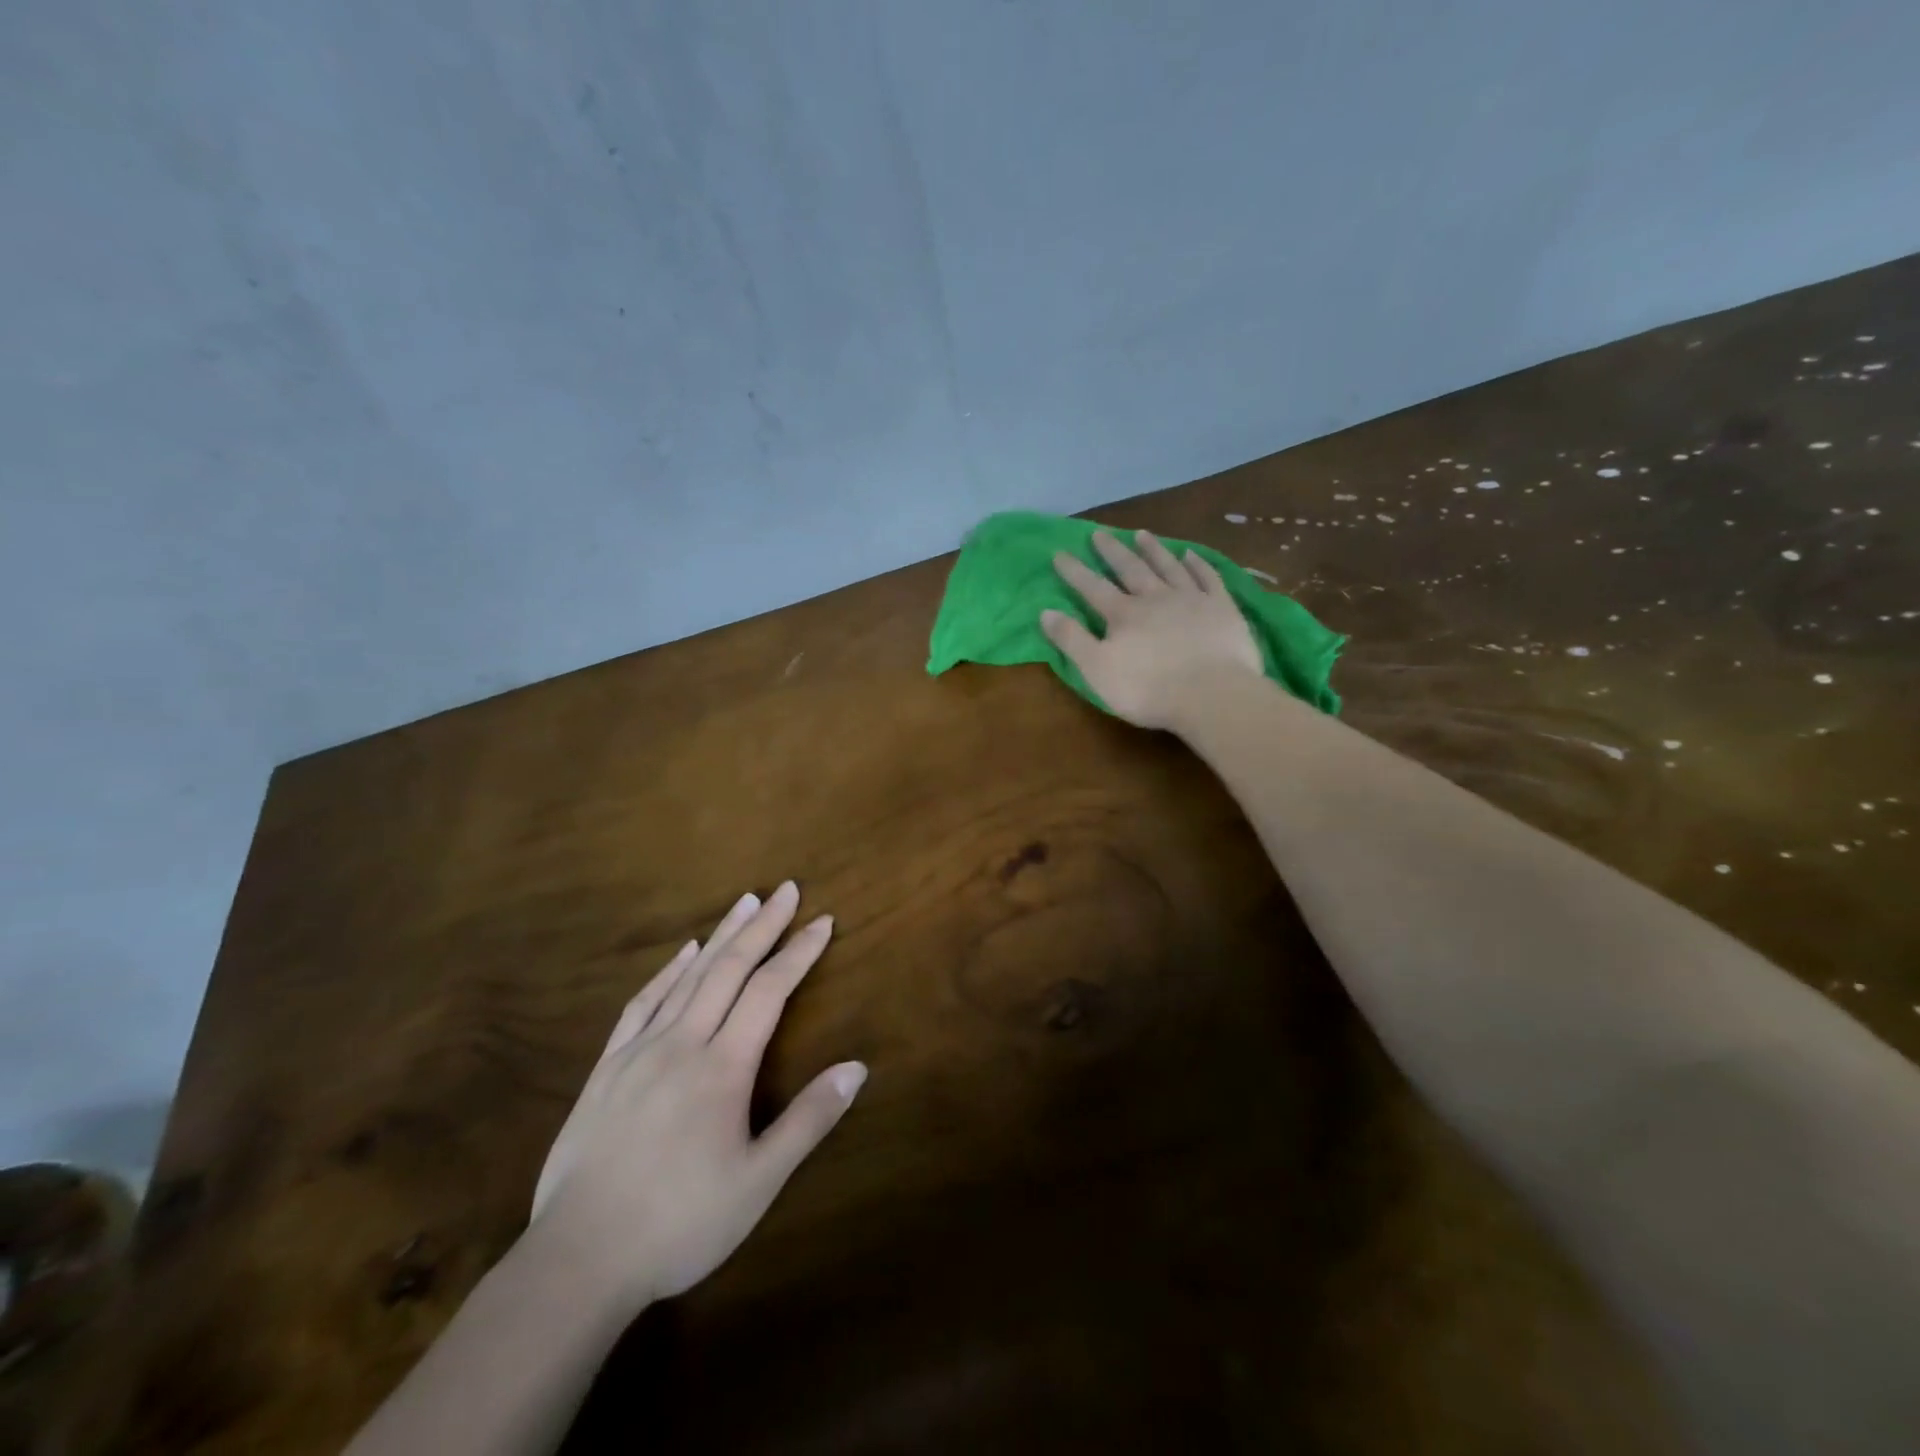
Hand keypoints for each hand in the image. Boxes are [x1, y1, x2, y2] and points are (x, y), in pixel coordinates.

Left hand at [529, 882, 864, 1308]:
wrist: (578, 1260)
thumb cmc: (679, 1224)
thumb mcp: (758, 1182)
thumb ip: (809, 1120)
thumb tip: (858, 1067)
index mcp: (723, 1067)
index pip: (770, 991)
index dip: (799, 953)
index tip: (823, 921)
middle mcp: (683, 1043)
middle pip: (729, 969)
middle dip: (763, 926)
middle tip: (786, 889)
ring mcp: (640, 1051)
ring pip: (688, 977)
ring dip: (721, 936)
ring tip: (745, 902)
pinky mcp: (607, 1067)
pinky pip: (642, 1003)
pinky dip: (667, 971)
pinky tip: (683, 954)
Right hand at [1041, 529, 1262, 729]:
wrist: (1212, 695)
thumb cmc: (1148, 689)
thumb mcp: (1097, 670)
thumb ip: (1072, 640)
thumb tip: (1045, 611)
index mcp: (1123, 615)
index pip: (1092, 587)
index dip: (1074, 571)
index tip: (1059, 552)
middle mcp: (1155, 598)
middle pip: (1130, 569)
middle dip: (1112, 551)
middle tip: (1099, 533)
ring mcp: (1191, 599)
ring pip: (1168, 567)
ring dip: (1153, 550)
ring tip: (1141, 533)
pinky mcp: (1222, 608)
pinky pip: (1208, 578)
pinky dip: (1197, 564)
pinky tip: (1190, 555)